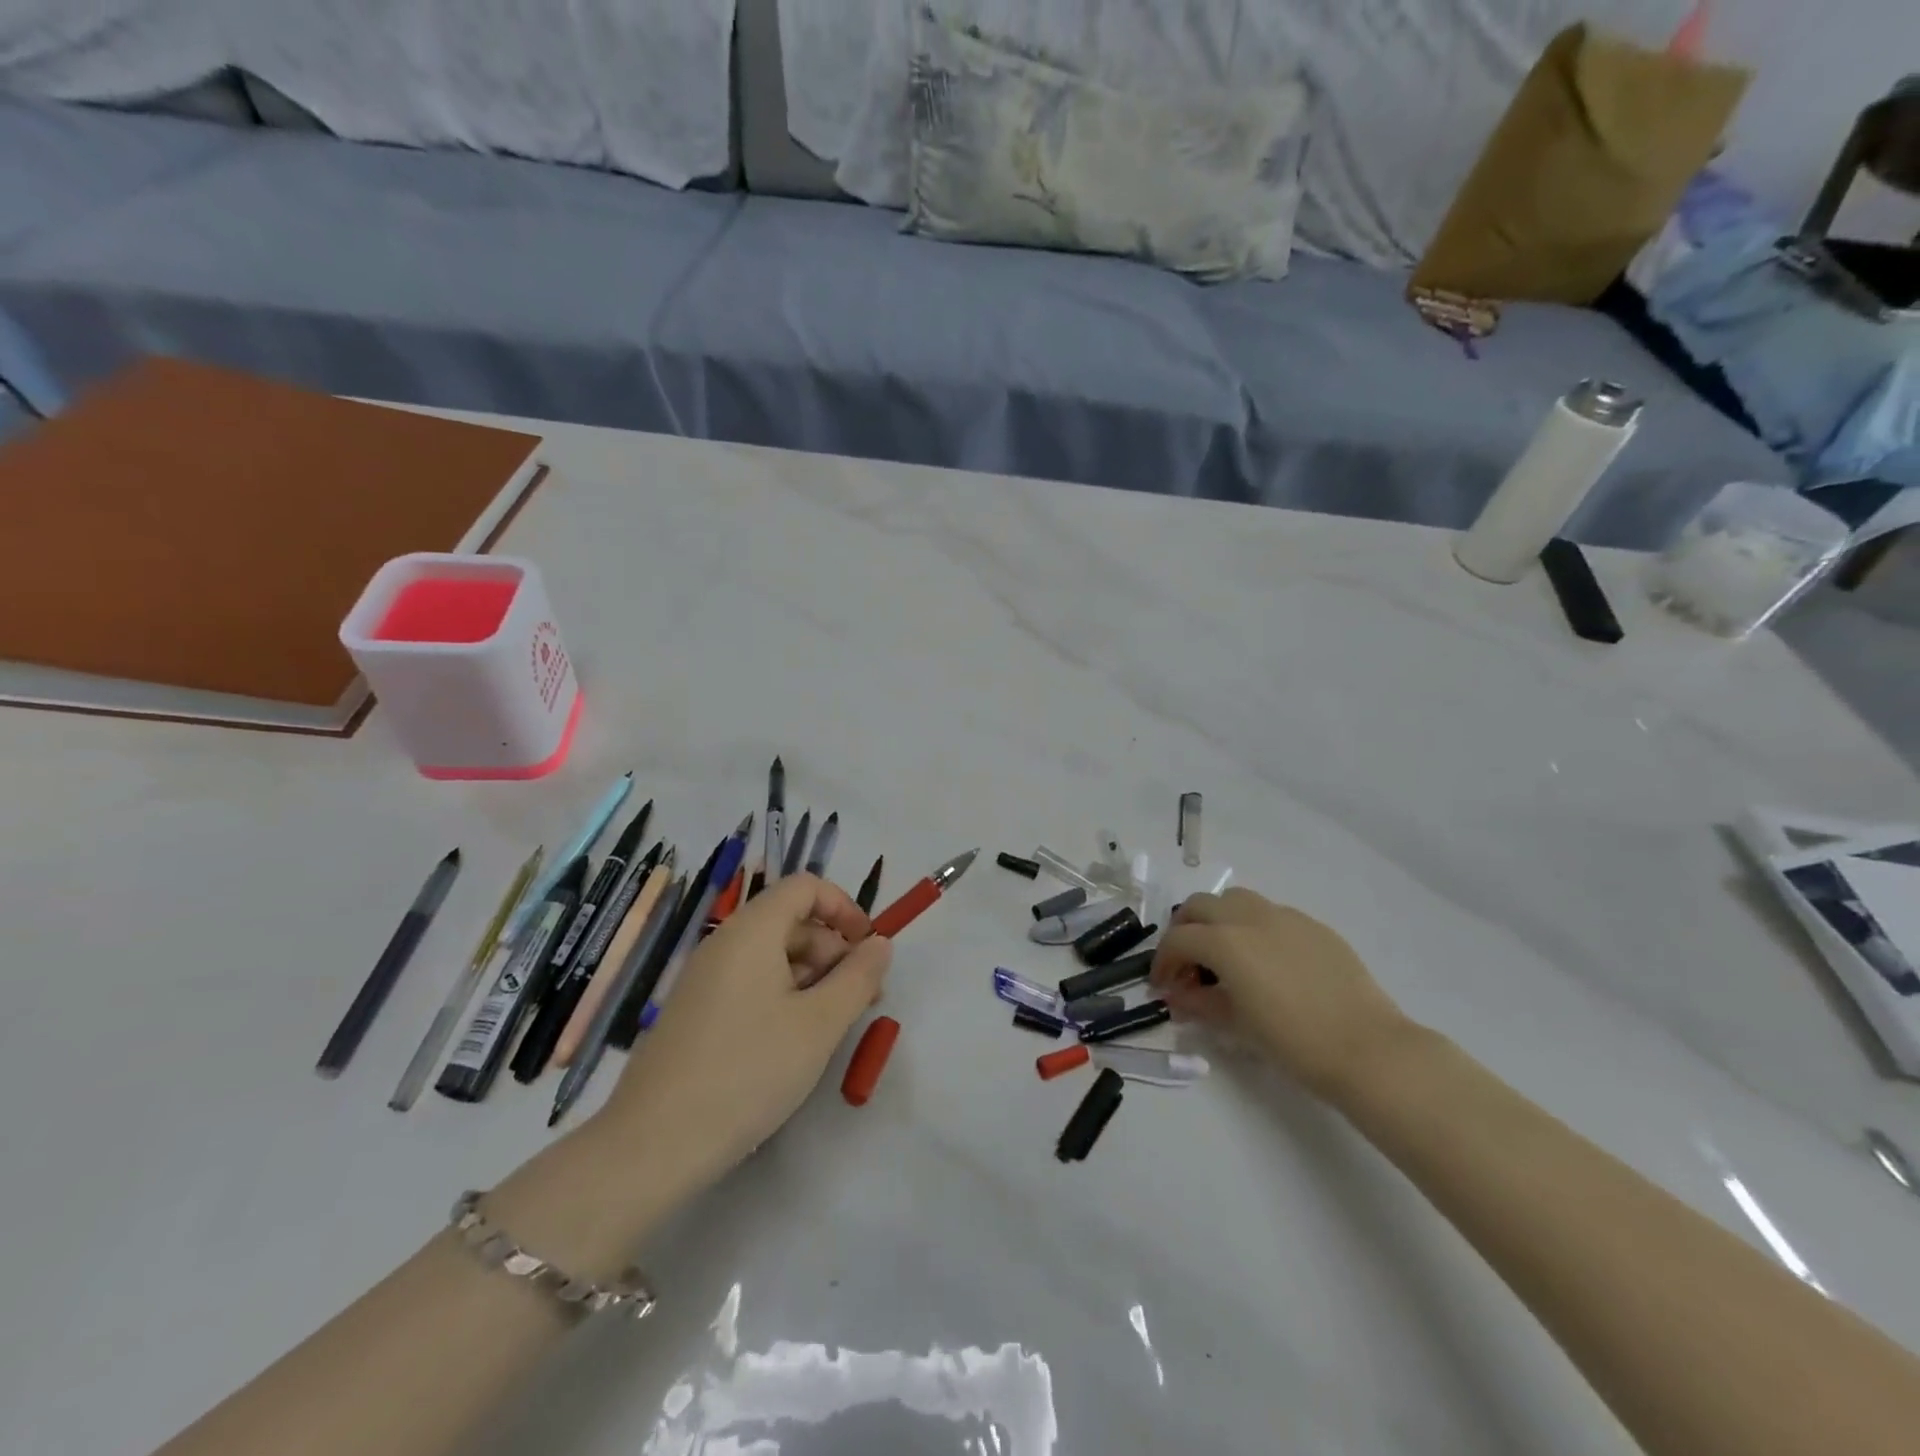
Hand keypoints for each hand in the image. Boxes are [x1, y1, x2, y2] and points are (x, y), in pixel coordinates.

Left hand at [599, 874, 891, 1193]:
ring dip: (811, 978)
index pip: (805, 886)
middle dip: (833, 951)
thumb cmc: (748, 1072)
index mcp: (751, 932)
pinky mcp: (695, 1012)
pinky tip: (792, 1043)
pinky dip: (782, 997)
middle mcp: (724, 943)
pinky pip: (749, 983)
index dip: (844, 908)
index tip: (868, 949)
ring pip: (771, 956)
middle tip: (860, 1001)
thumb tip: (880, 944)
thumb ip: (857, 977)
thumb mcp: (819, 1025)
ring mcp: (704, 979)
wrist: (652, 1146)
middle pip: (790, 921)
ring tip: (831, 1027)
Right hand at [1150, 888, 1406, 1098]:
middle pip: (1200, 905)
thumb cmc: (1294, 1043)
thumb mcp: (1237, 1025)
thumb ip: (1200, 1003)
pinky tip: (1265, 962)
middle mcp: (1250, 917)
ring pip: (1235, 900)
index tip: (1162, 987)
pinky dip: (1253, 927)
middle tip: (1186, 963)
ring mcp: (1285, 917)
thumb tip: (1179, 997)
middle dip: (1184, 930)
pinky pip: (1271, 914)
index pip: (1178, 940)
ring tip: (1223, 954)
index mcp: (1226, 941)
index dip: (1162, 962)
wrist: (1368, 1050)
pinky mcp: (1314, 926)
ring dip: (1217, 919)